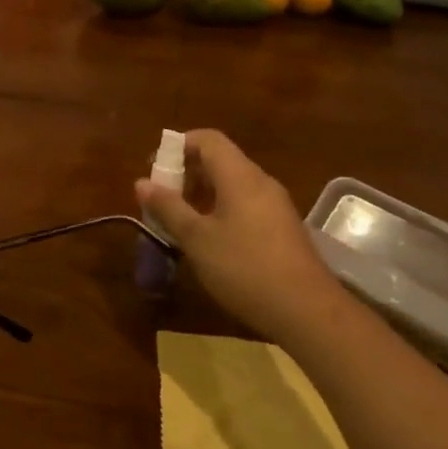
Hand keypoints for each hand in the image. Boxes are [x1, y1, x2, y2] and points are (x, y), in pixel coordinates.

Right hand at [136, 130, 337, 341]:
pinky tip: (207, 240)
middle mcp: (260, 182)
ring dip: (202, 195)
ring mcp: (275, 205)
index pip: (207, 139)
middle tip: (161, 199)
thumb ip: (168, 208)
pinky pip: (245, 205)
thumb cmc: (244, 267)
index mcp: (240, 176)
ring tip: (178, 221)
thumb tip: (141, 182)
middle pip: (220, 160)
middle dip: (186, 173)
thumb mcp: (197, 239)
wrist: (306, 309)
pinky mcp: (281, 228)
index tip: (154, 168)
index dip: (178, 145)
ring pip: (232, 185)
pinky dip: (220, 210)